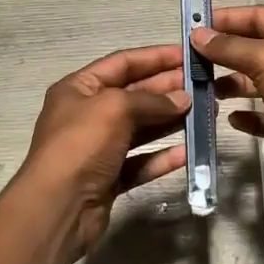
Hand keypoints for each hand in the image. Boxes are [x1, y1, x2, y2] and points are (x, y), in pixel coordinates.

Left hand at [19, 44, 190, 257]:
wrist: (58, 207)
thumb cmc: (81, 145)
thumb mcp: (114, 108)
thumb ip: (151, 100)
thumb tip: (183, 98)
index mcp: (78, 88)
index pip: (122, 63)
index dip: (155, 57)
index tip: (188, 55)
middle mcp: (87, 115)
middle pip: (134, 95)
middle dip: (168, 89)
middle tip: (205, 86)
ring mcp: (98, 148)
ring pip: (141, 129)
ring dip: (171, 121)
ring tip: (205, 114)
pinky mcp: (109, 178)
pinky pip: (141, 161)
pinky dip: (163, 156)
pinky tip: (188, 153)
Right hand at [192, 6, 263, 201]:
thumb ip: (232, 47)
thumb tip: (199, 34)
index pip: (259, 17)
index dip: (228, 18)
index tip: (195, 26)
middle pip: (256, 50)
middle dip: (225, 53)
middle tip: (191, 60)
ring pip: (258, 84)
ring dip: (232, 84)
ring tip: (204, 90)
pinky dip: (248, 116)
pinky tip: (231, 118)